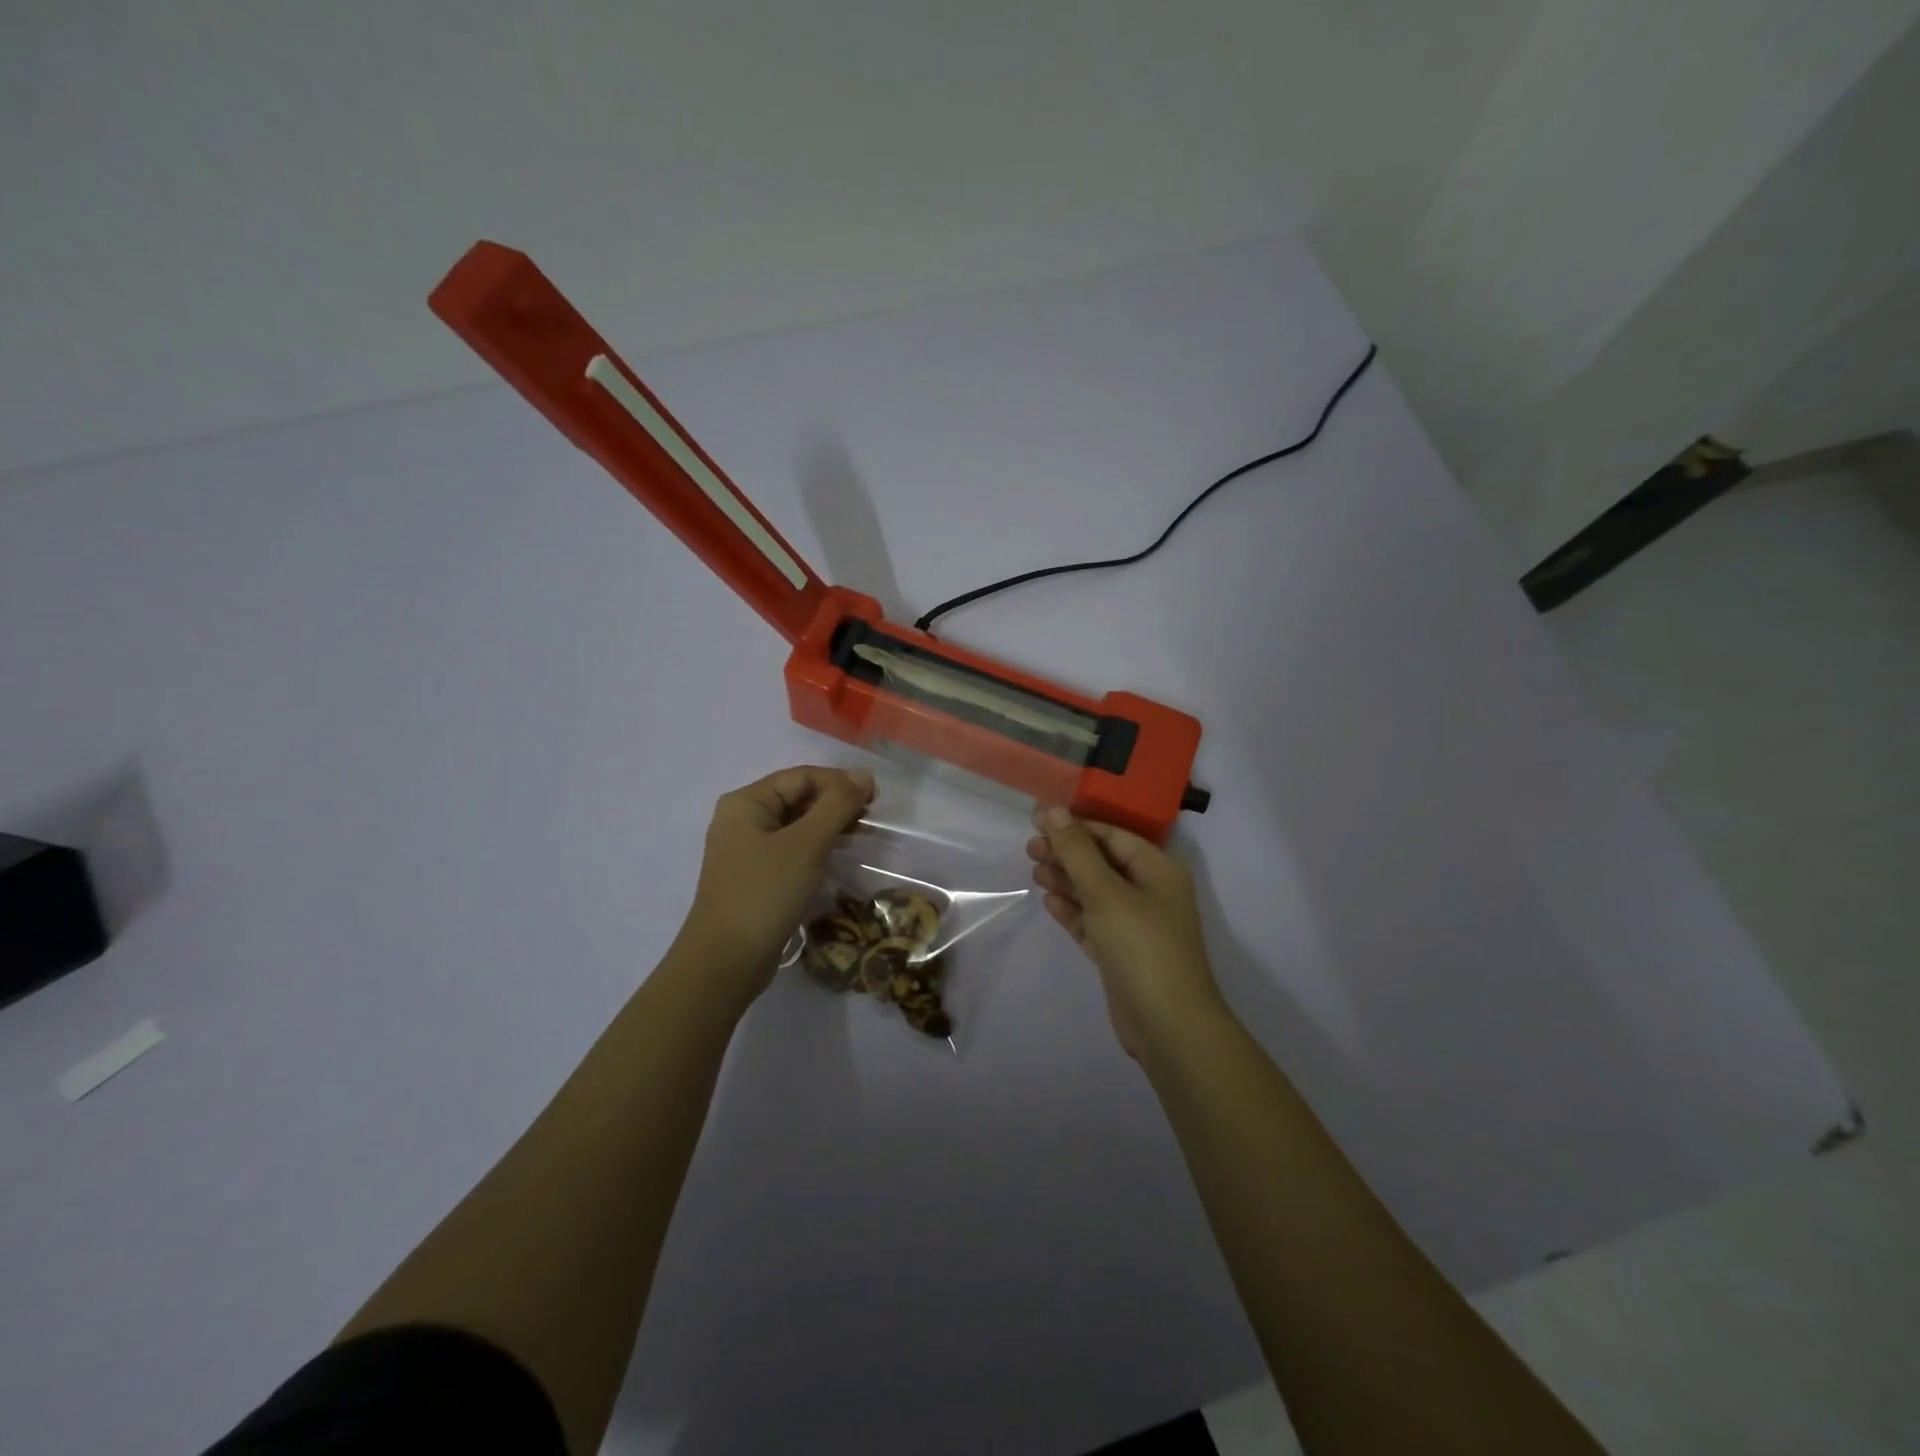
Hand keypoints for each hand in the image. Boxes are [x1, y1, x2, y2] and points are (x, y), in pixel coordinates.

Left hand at [675, 765, 874, 1012]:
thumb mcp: (806, 845)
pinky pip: (791, 850)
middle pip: (797, 797)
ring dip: (828, 826)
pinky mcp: (755, 877)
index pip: (801, 776)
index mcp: (746, 803)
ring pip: (796, 825)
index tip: (876, 797)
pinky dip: (816, 848)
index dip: (840, 782)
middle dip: (835, 803)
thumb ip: (836, 805)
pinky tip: (836, 859)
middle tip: (870, 820)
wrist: (726, 962)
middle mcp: (742, 820)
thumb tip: (863, 775)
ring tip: (859, 838)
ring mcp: (746, 850)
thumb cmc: (764, 894)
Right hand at [1027, 807, 1225, 1059]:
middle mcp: (1150, 892)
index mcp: (1157, 870)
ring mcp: (1136, 924)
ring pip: (1095, 892)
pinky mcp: (1121, 952)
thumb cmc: (1141, 946)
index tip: (1037, 821)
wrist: (1167, 1025)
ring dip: (1066, 880)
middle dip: (1067, 853)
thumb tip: (1054, 811)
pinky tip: (1049, 902)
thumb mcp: (1105, 892)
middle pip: (1102, 862)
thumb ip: (1077, 851)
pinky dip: (1073, 910)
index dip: (1075, 825)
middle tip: (1029, 849)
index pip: (1112, 835)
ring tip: (1034, 871)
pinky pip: (1093, 921)